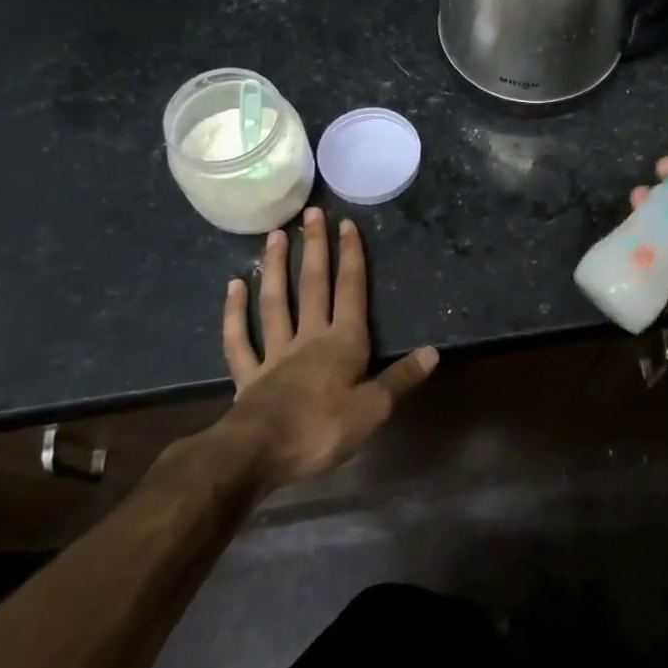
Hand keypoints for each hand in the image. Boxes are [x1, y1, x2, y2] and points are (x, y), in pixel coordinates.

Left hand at [219, 207, 436, 485]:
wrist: (257, 454)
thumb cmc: (322, 429)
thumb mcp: (374, 409)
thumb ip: (401, 378)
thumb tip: (433, 352)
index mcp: (343, 342)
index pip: (350, 290)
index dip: (351, 256)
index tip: (347, 224)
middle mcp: (309, 337)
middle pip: (313, 285)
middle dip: (315, 248)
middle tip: (311, 213)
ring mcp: (275, 353)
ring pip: (275, 302)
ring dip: (276, 267)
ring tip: (275, 235)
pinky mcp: (249, 375)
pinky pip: (240, 340)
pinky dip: (235, 313)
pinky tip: (233, 287)